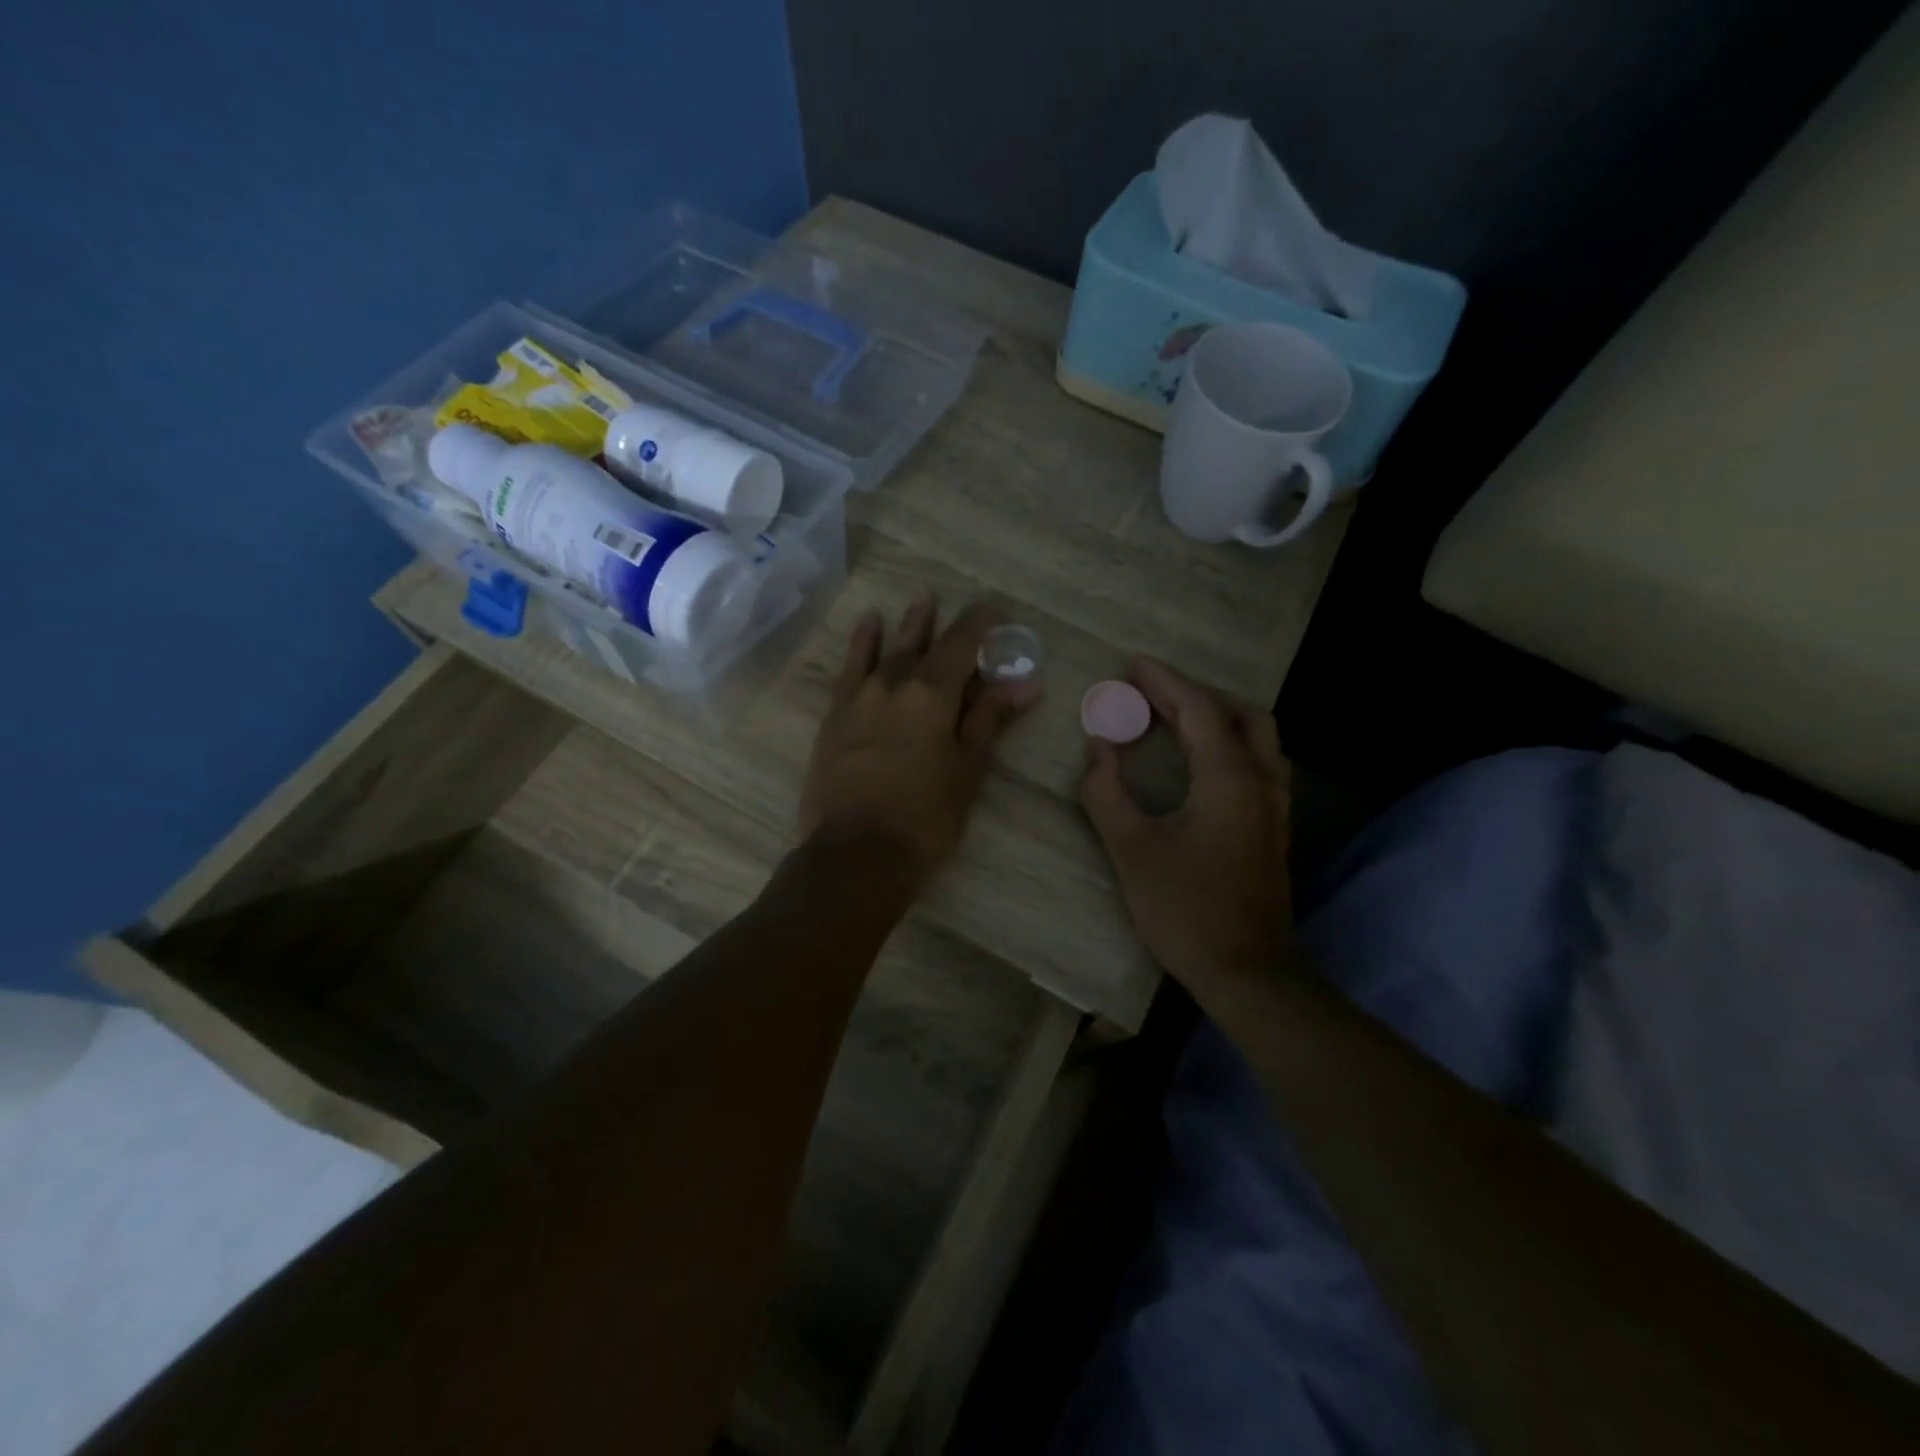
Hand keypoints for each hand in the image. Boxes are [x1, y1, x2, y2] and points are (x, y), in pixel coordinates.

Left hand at [800, 591, 1036, 883]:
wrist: (856, 853)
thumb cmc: (925, 817)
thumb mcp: (967, 769)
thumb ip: (990, 720)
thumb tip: (1024, 684)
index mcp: (931, 694)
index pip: (961, 644)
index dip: (980, 623)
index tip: (995, 609)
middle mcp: (893, 684)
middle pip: (921, 643)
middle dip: (940, 622)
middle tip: (949, 600)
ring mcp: (859, 699)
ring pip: (886, 651)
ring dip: (905, 626)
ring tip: (917, 600)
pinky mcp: (834, 717)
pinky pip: (849, 670)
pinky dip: (861, 646)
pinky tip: (867, 629)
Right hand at [1079, 660, 1294, 989]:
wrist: (1246, 970)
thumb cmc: (1184, 907)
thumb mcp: (1131, 848)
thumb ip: (1106, 791)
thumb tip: (1098, 746)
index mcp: (1228, 776)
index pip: (1198, 708)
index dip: (1164, 682)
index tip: (1132, 665)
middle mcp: (1261, 779)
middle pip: (1238, 713)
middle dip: (1194, 695)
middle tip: (1150, 695)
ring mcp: (1275, 805)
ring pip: (1256, 737)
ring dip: (1217, 717)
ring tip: (1175, 721)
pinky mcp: (1274, 827)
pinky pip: (1258, 762)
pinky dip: (1229, 743)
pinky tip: (1201, 763)